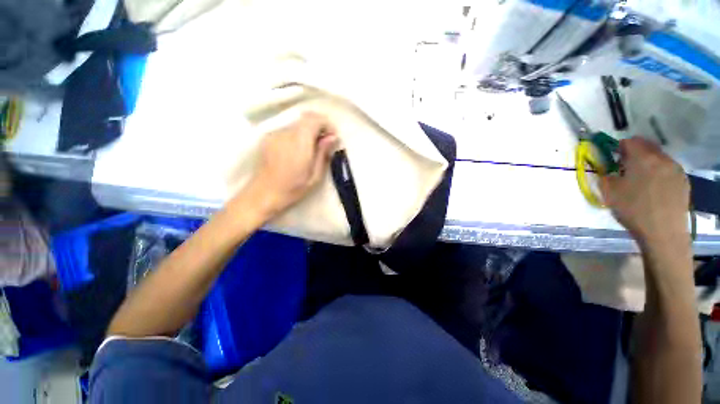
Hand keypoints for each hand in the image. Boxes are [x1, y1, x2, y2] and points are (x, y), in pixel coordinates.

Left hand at [243, 112, 337, 220]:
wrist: (264, 194)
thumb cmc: (293, 188)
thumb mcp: (315, 175)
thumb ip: (323, 153)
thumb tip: (333, 137)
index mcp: (299, 144)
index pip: (314, 119)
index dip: (326, 124)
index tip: (333, 136)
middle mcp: (285, 134)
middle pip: (305, 118)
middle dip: (319, 126)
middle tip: (325, 142)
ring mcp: (274, 134)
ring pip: (297, 123)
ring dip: (308, 130)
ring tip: (312, 147)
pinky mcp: (268, 137)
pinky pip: (288, 129)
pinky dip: (298, 134)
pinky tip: (298, 150)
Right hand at [600, 137, 689, 247]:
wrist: (663, 232)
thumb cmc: (633, 209)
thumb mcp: (609, 192)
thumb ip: (607, 175)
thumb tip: (609, 171)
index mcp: (643, 158)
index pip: (630, 141)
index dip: (619, 147)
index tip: (613, 158)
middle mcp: (662, 158)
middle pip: (647, 145)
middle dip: (635, 152)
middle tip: (626, 167)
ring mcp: (676, 169)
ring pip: (659, 157)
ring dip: (648, 162)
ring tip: (641, 179)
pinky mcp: (683, 181)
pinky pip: (668, 168)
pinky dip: (659, 172)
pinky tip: (654, 188)